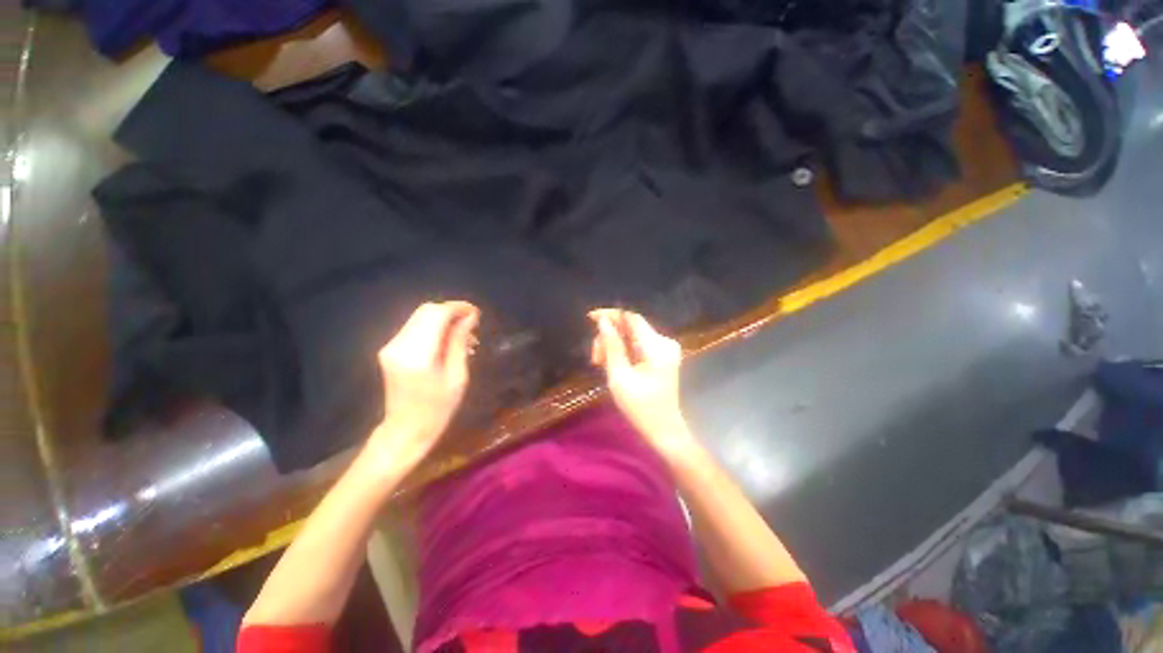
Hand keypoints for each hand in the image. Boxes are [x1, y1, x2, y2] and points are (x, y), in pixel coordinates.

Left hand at [370, 301, 479, 467]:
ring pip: (419, 316)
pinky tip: (447, 341)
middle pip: (426, 311)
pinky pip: (414, 327)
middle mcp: (399, 345)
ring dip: (443, 319)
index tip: (476, 314)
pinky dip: (433, 327)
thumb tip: (469, 318)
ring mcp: (390, 346)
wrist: (405, 430)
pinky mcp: (389, 349)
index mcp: (418, 355)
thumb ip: (459, 343)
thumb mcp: (457, 378)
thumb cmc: (438, 410)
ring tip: (463, 335)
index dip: (458, 308)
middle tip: (472, 324)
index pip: (436, 315)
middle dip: (452, 311)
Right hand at [589, 309, 696, 456]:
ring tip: (601, 364)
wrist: (663, 430)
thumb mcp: (619, 377)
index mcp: (657, 347)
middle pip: (630, 328)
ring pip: (631, 336)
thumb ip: (611, 346)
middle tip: (595, 359)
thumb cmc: (640, 408)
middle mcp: (665, 342)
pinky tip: (613, 365)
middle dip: (609, 338)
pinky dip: (623, 352)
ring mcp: (665, 349)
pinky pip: (637, 345)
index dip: (611, 315)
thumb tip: (603, 322)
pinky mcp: (662, 356)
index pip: (632, 318)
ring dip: (614, 346)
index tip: (590, 318)